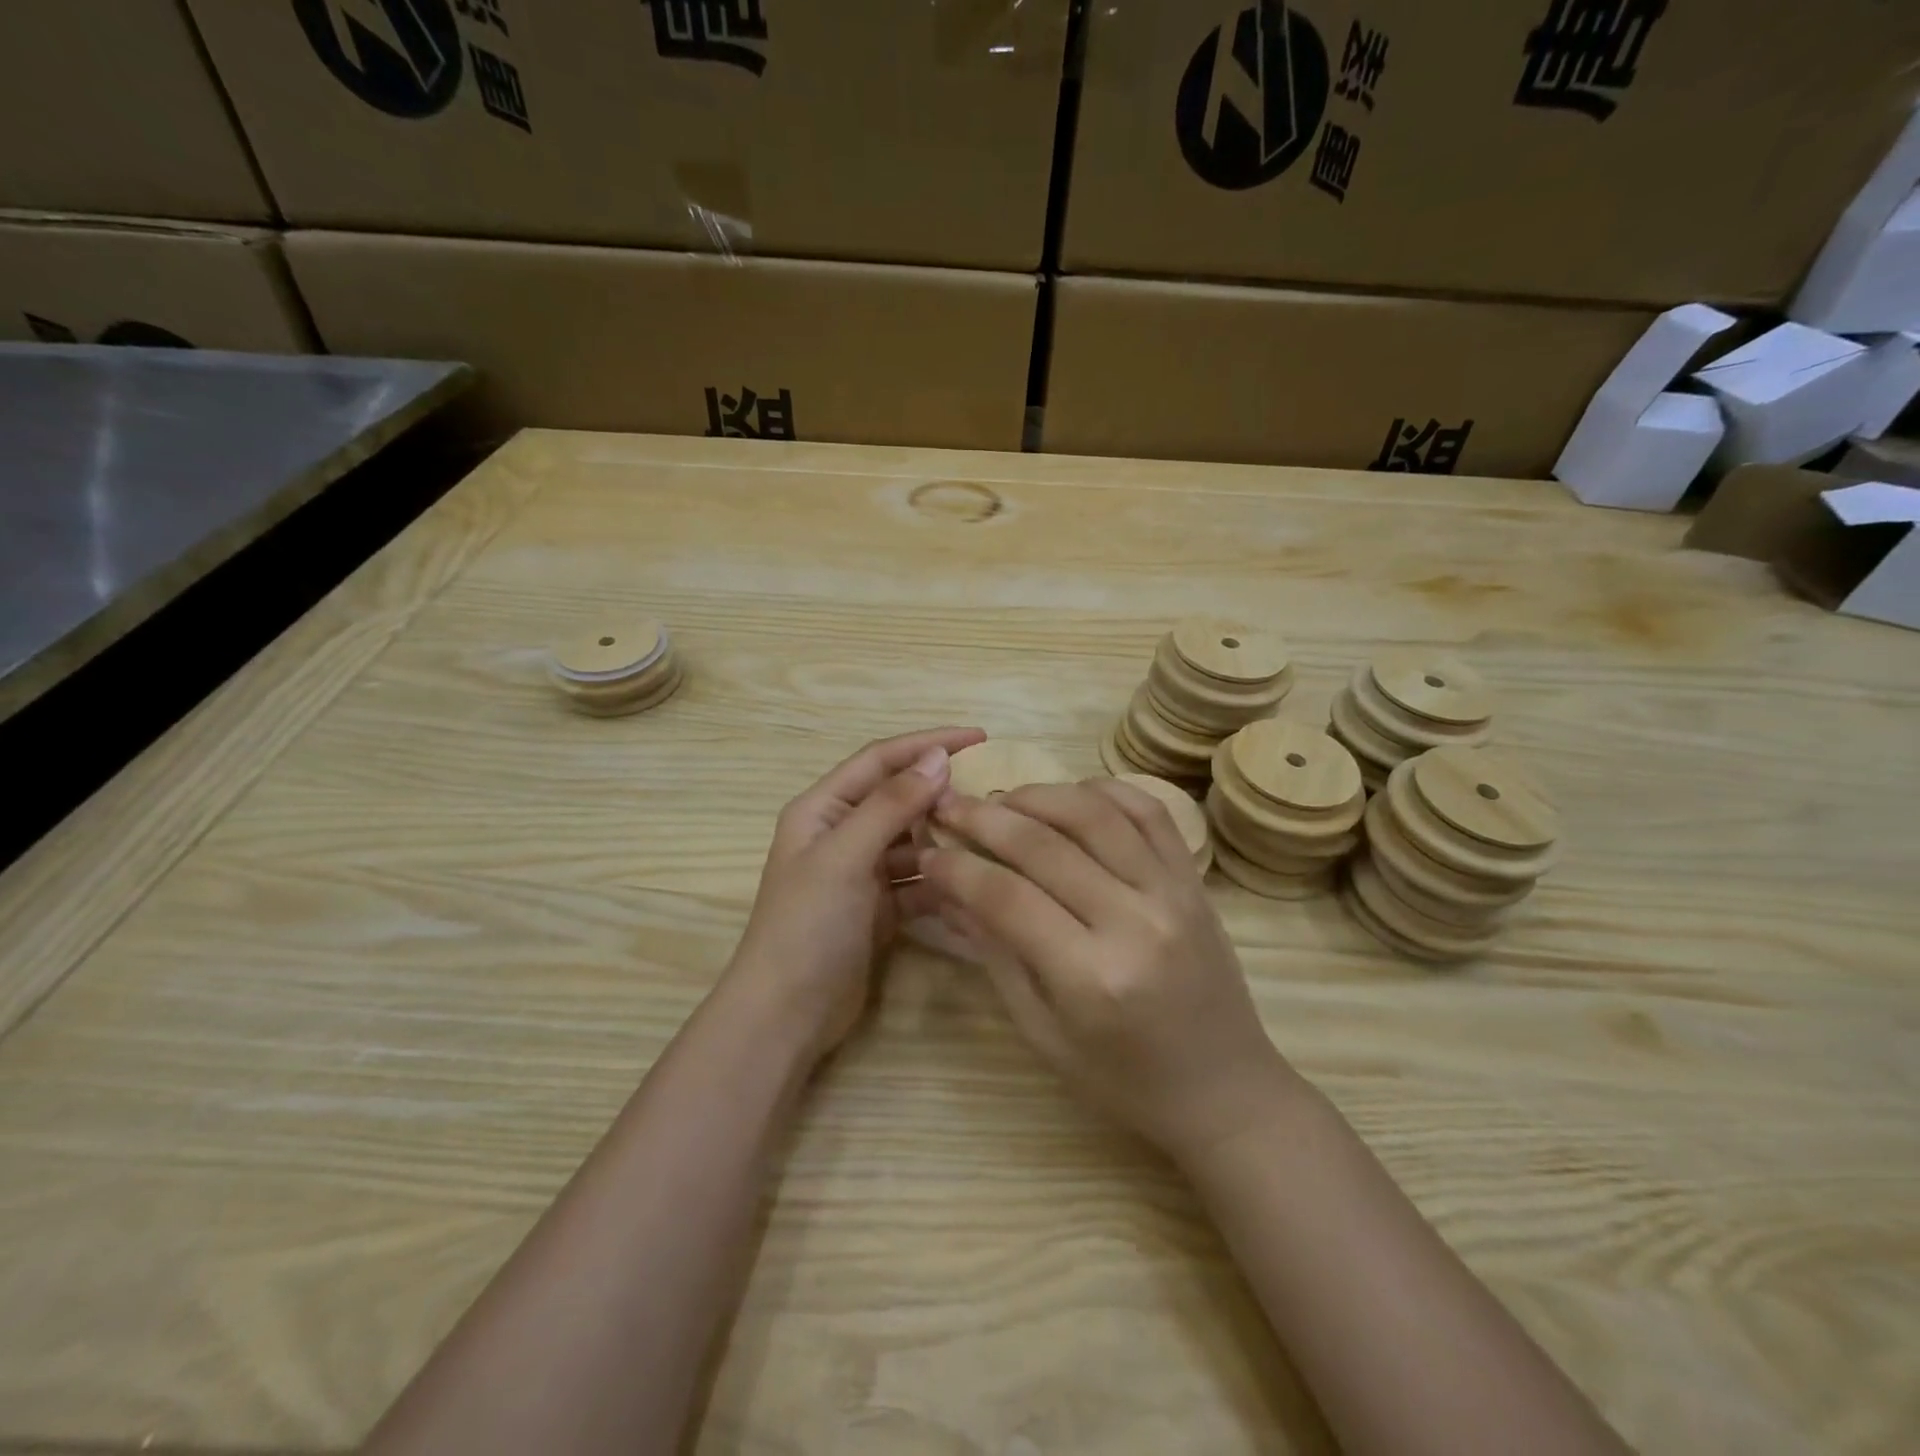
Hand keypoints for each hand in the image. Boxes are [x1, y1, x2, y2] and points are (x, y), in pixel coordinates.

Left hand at [726, 726, 986, 1064]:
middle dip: (941, 792)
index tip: (979, 737)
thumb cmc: (807, 925)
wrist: (785, 1015)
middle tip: (994, 791)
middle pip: (899, 798)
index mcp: (823, 808)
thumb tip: (938, 757)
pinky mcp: (879, 907)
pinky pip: (918, 880)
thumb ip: (891, 804)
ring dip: (945, 838)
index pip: (881, 759)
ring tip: (991, 836)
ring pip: (913, 841)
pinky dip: (942, 880)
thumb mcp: (846, 856)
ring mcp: (861, 872)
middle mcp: (842, 833)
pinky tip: (975, 882)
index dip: (927, 742)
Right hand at [921, 779, 1299, 1160]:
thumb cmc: (1122, 1079)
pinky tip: (1069, 795)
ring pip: (1094, 813)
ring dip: (1038, 794)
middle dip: (984, 818)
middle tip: (949, 805)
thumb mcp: (1043, 1033)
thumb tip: (948, 891)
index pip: (1006, 897)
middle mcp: (1134, 921)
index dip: (957, 869)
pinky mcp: (1194, 879)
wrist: (1224, 1090)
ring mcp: (1172, 892)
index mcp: (1090, 977)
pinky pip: (1148, 811)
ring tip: (1002, 798)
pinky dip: (1103, 790)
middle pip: (1044, 845)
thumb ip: (996, 955)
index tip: (928, 852)